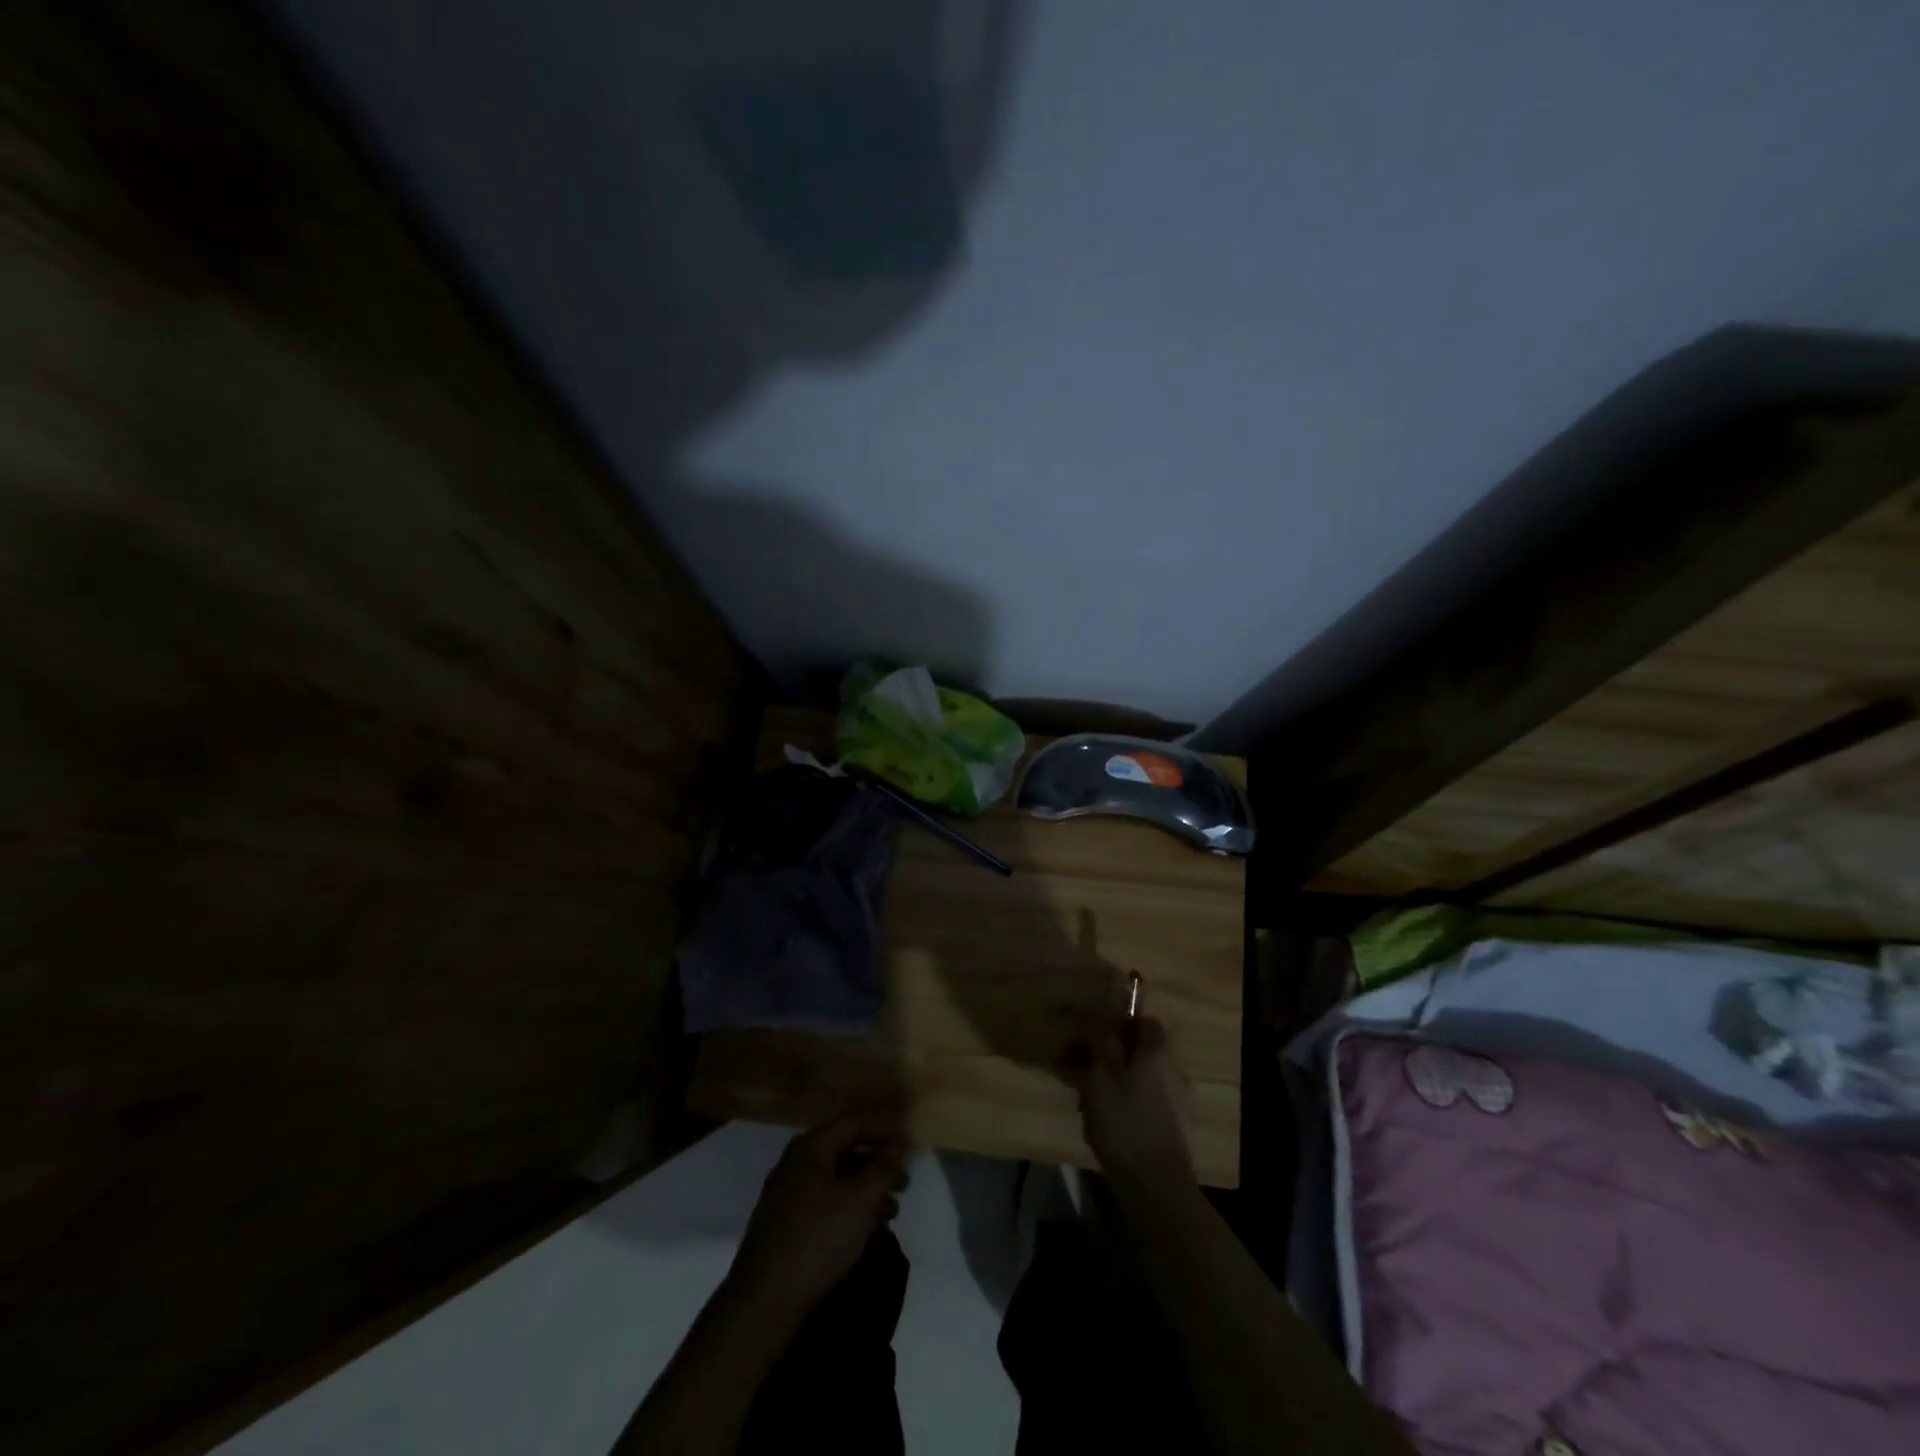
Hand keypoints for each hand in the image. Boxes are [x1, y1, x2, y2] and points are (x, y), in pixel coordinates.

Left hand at [729, 1108, 906, 1318]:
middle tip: (905, 1181)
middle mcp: (796, 1162)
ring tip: (892, 1210)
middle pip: (845, 1149)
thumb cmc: (818, 1239)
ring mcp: (787, 1193)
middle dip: (878, 1163)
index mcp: (811, 1147)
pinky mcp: (784, 1223)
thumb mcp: (861, 1200)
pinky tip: (866, 1228)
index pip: (855, 1122)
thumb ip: (884, 1166)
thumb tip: (900, 1140)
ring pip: (836, 1178)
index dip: (886, 1126)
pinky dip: (848, 1206)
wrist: (764, 1301)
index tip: (911, 1137)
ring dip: (866, 1189)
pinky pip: (824, 1201)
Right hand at [1062, 1014, 1194, 1198]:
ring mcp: (1172, 1100)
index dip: (1120, 1020)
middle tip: (1077, 1064)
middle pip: (1138, 1050)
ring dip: (1110, 1079)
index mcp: (1156, 1053)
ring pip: (1136, 1076)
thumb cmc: (1125, 1123)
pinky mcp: (1167, 1126)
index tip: (1094, 1029)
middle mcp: (1170, 1070)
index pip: (1145, 1021)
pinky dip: (1120, 1102)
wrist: (1155, 1187)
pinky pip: (1140, 1100)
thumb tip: (1100, 1019)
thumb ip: (1101, 1045)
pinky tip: (1097, 1119)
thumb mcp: (1102, 1078)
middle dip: (1109, 1053)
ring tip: (1081, 1097)